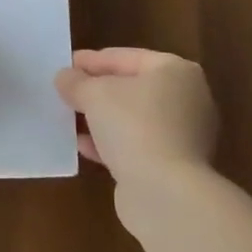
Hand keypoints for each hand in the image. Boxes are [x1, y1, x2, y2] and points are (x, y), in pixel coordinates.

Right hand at [55, 47, 218, 187]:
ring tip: (70, 117)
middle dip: (99, 90)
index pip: (127, 57)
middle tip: (69, 90)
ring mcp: (185, 136)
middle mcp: (187, 99)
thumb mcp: (95, 95)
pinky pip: (137, 145)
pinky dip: (111, 143)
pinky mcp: (175, 167)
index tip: (66, 63)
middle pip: (133, 87)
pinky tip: (83, 146)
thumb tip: (65, 77)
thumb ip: (76, 82)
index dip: (93, 60)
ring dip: (103, 119)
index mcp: (176, 71)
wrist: (165, 193)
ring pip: (134, 119)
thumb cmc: (134, 126)